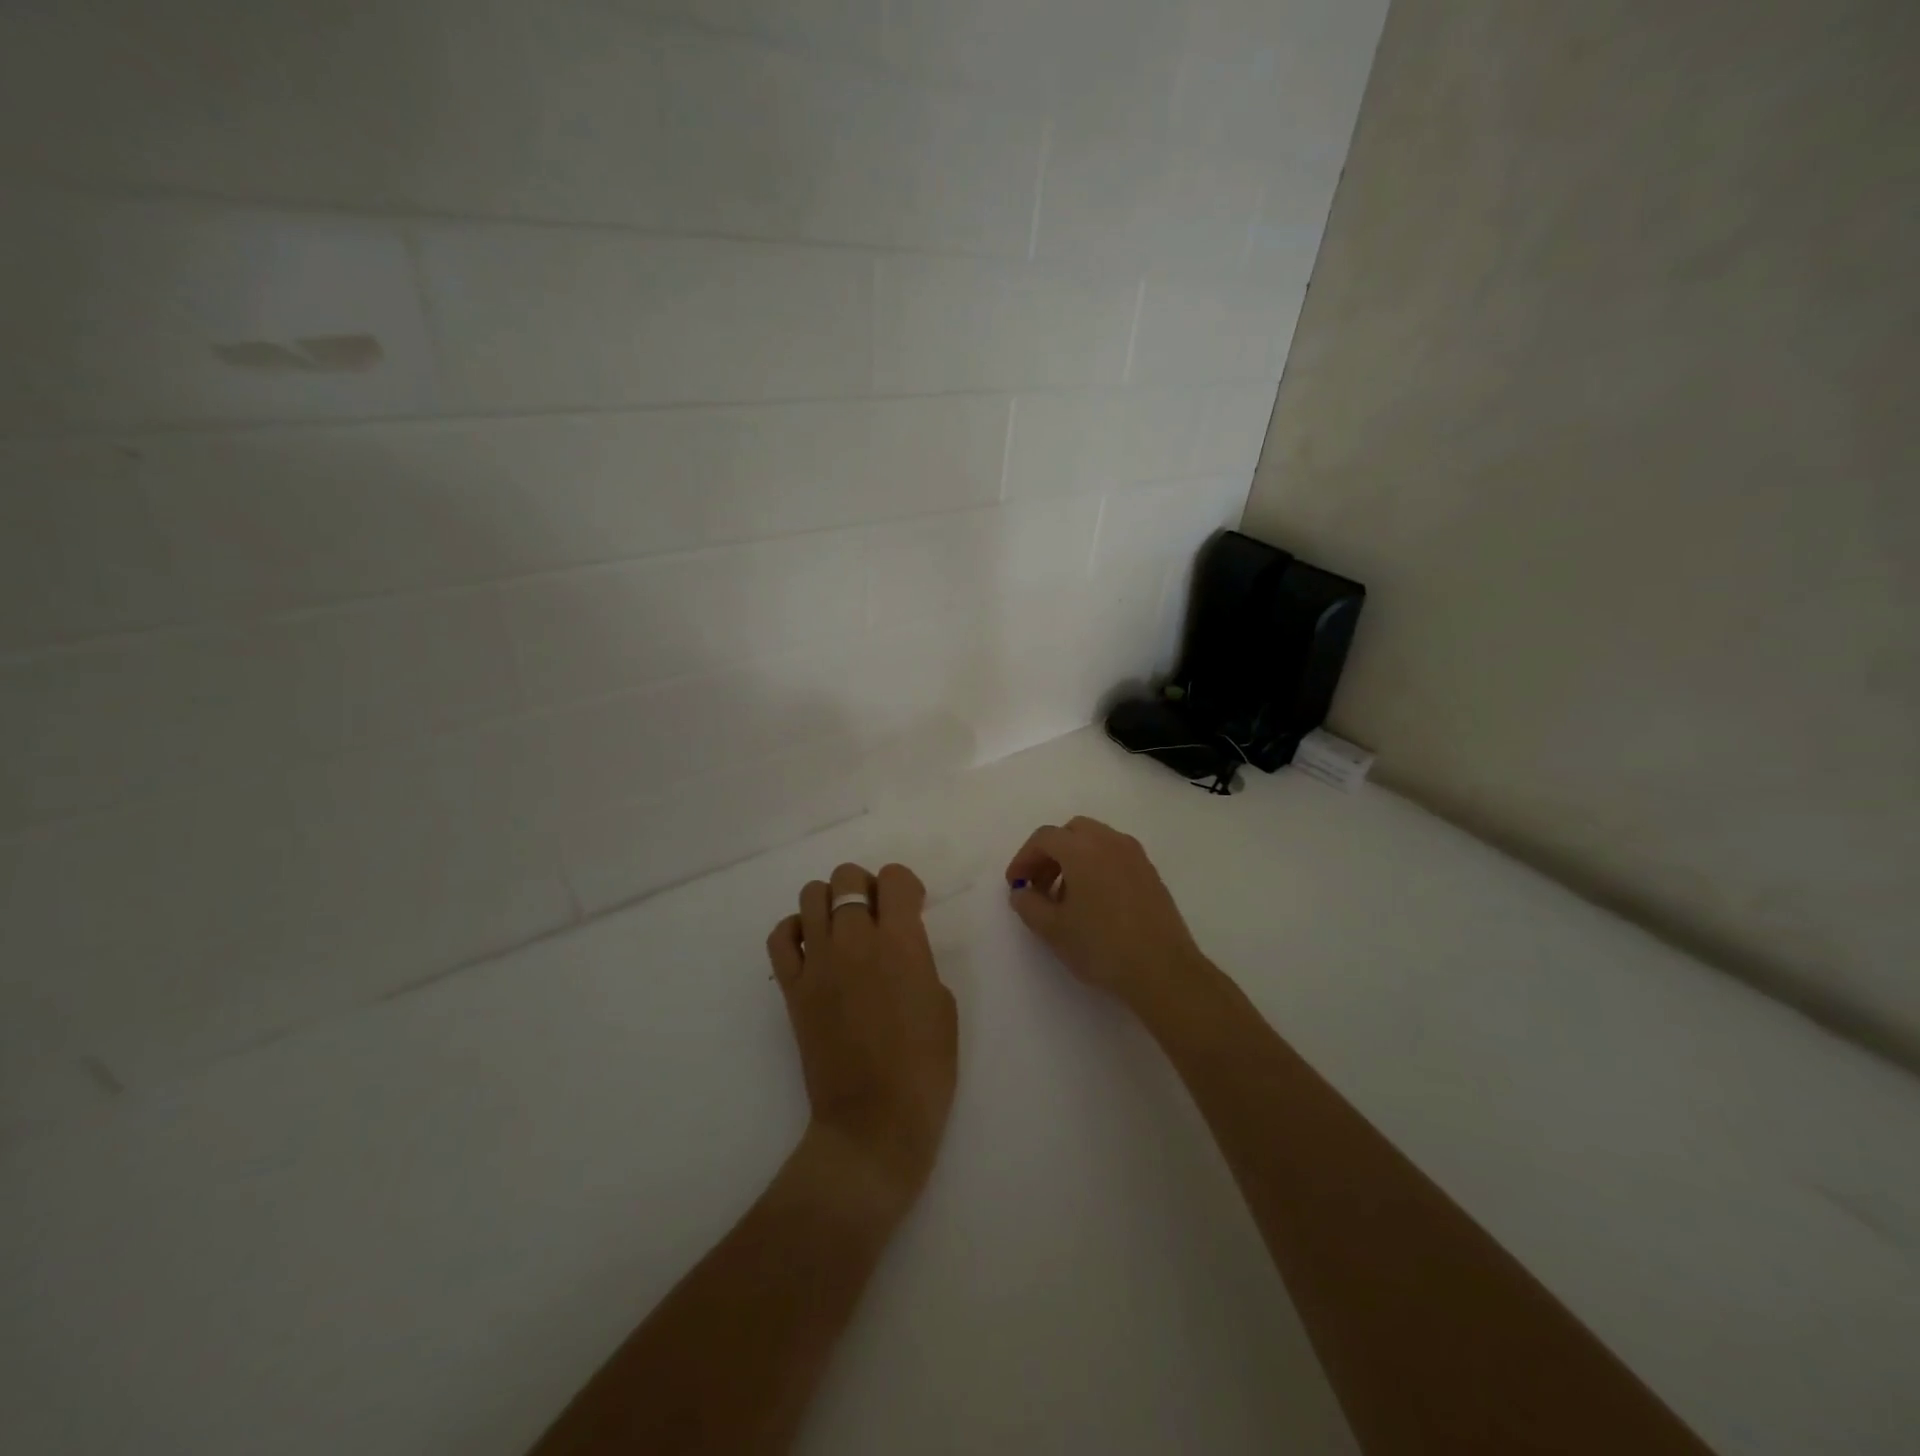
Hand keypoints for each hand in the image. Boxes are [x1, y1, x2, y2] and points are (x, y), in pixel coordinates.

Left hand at [766, 862, 957, 1217]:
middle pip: (847, 877)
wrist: (874, 1121)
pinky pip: (780, 936)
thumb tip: (898, 947)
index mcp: (900, 942)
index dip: (905, 885)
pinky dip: (794, 930)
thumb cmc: (924, 1067)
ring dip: (830, 902)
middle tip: (877, 915)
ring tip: (843, 928)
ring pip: (810, 895)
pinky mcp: (792, 987)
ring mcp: (817, 962)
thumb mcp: (942, 1002)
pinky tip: (812, 946)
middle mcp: (854, 940)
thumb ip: (918, 959)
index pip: (893, 877)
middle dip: (866, 886)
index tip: (911, 906)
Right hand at [1005, 816, 1209, 1008]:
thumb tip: (1022, 891)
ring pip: (1096, 841)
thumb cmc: (1101, 946)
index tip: (1015, 884)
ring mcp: (1135, 856)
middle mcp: (1110, 841)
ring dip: (1074, 859)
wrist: (1162, 970)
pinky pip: (1115, 856)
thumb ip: (1028, 904)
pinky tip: (1094, 902)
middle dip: (1050, 853)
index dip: (1024, 858)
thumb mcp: (1052, 929)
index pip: (1044, 838)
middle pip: (1072, 832)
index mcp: (1082, 849)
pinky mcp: (1150, 873)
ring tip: (1065, 897)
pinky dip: (1096, 866)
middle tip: (1039, 884)